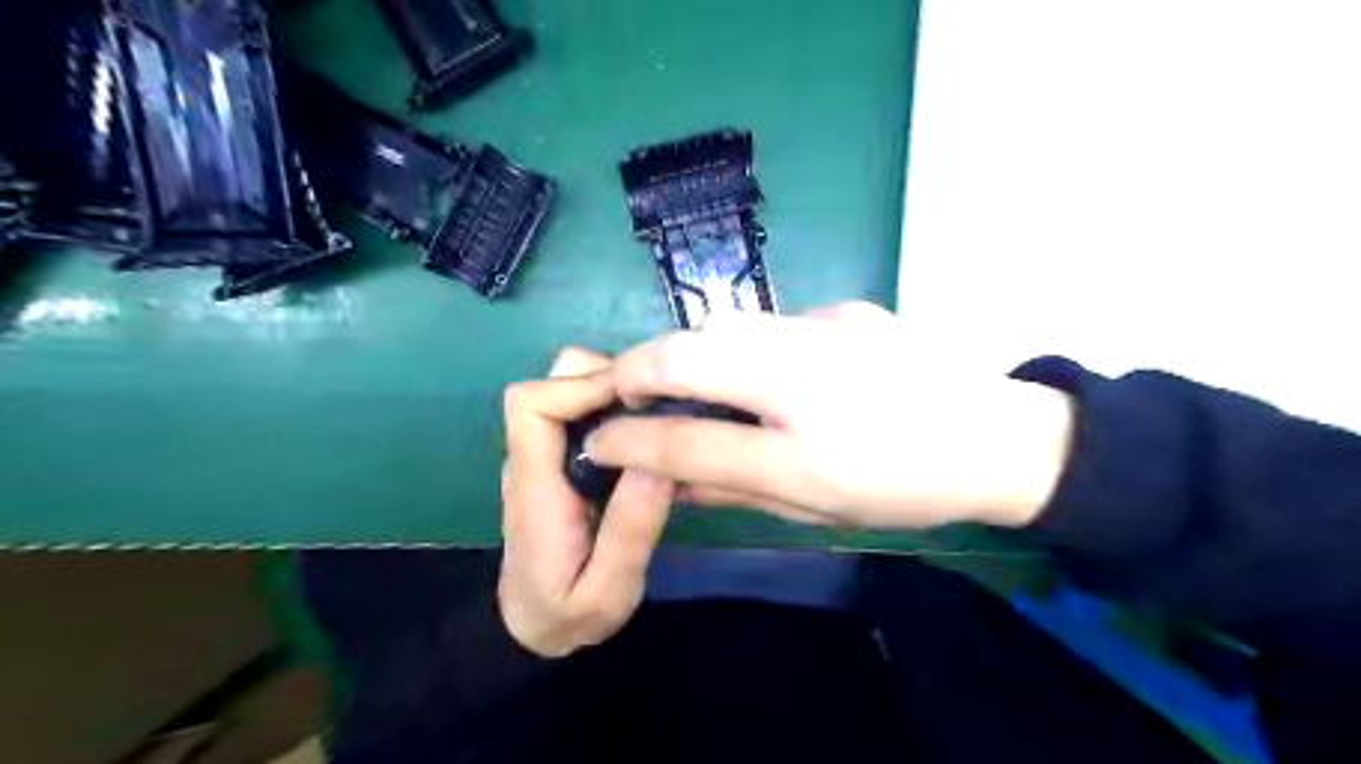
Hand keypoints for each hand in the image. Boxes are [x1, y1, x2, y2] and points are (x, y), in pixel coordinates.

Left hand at [500, 350, 675, 654]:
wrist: (531, 628)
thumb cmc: (566, 615)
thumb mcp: (606, 593)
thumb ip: (629, 532)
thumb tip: (662, 460)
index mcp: (534, 485)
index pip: (532, 403)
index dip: (583, 386)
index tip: (639, 401)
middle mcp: (532, 456)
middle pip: (553, 379)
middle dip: (608, 378)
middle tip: (660, 408)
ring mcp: (544, 453)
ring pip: (570, 385)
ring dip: (616, 390)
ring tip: (660, 420)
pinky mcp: (560, 457)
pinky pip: (584, 408)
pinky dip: (617, 405)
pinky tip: (649, 434)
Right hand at [585, 303, 1073, 527]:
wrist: (999, 438)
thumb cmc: (904, 487)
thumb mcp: (812, 504)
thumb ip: (728, 481)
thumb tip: (660, 470)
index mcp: (803, 440)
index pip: (685, 426)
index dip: (627, 430)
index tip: (597, 435)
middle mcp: (806, 367)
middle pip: (691, 348)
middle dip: (641, 369)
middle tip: (630, 400)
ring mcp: (827, 325)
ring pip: (725, 325)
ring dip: (688, 351)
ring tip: (686, 384)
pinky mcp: (845, 308)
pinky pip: (769, 322)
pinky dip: (742, 345)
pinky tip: (763, 371)